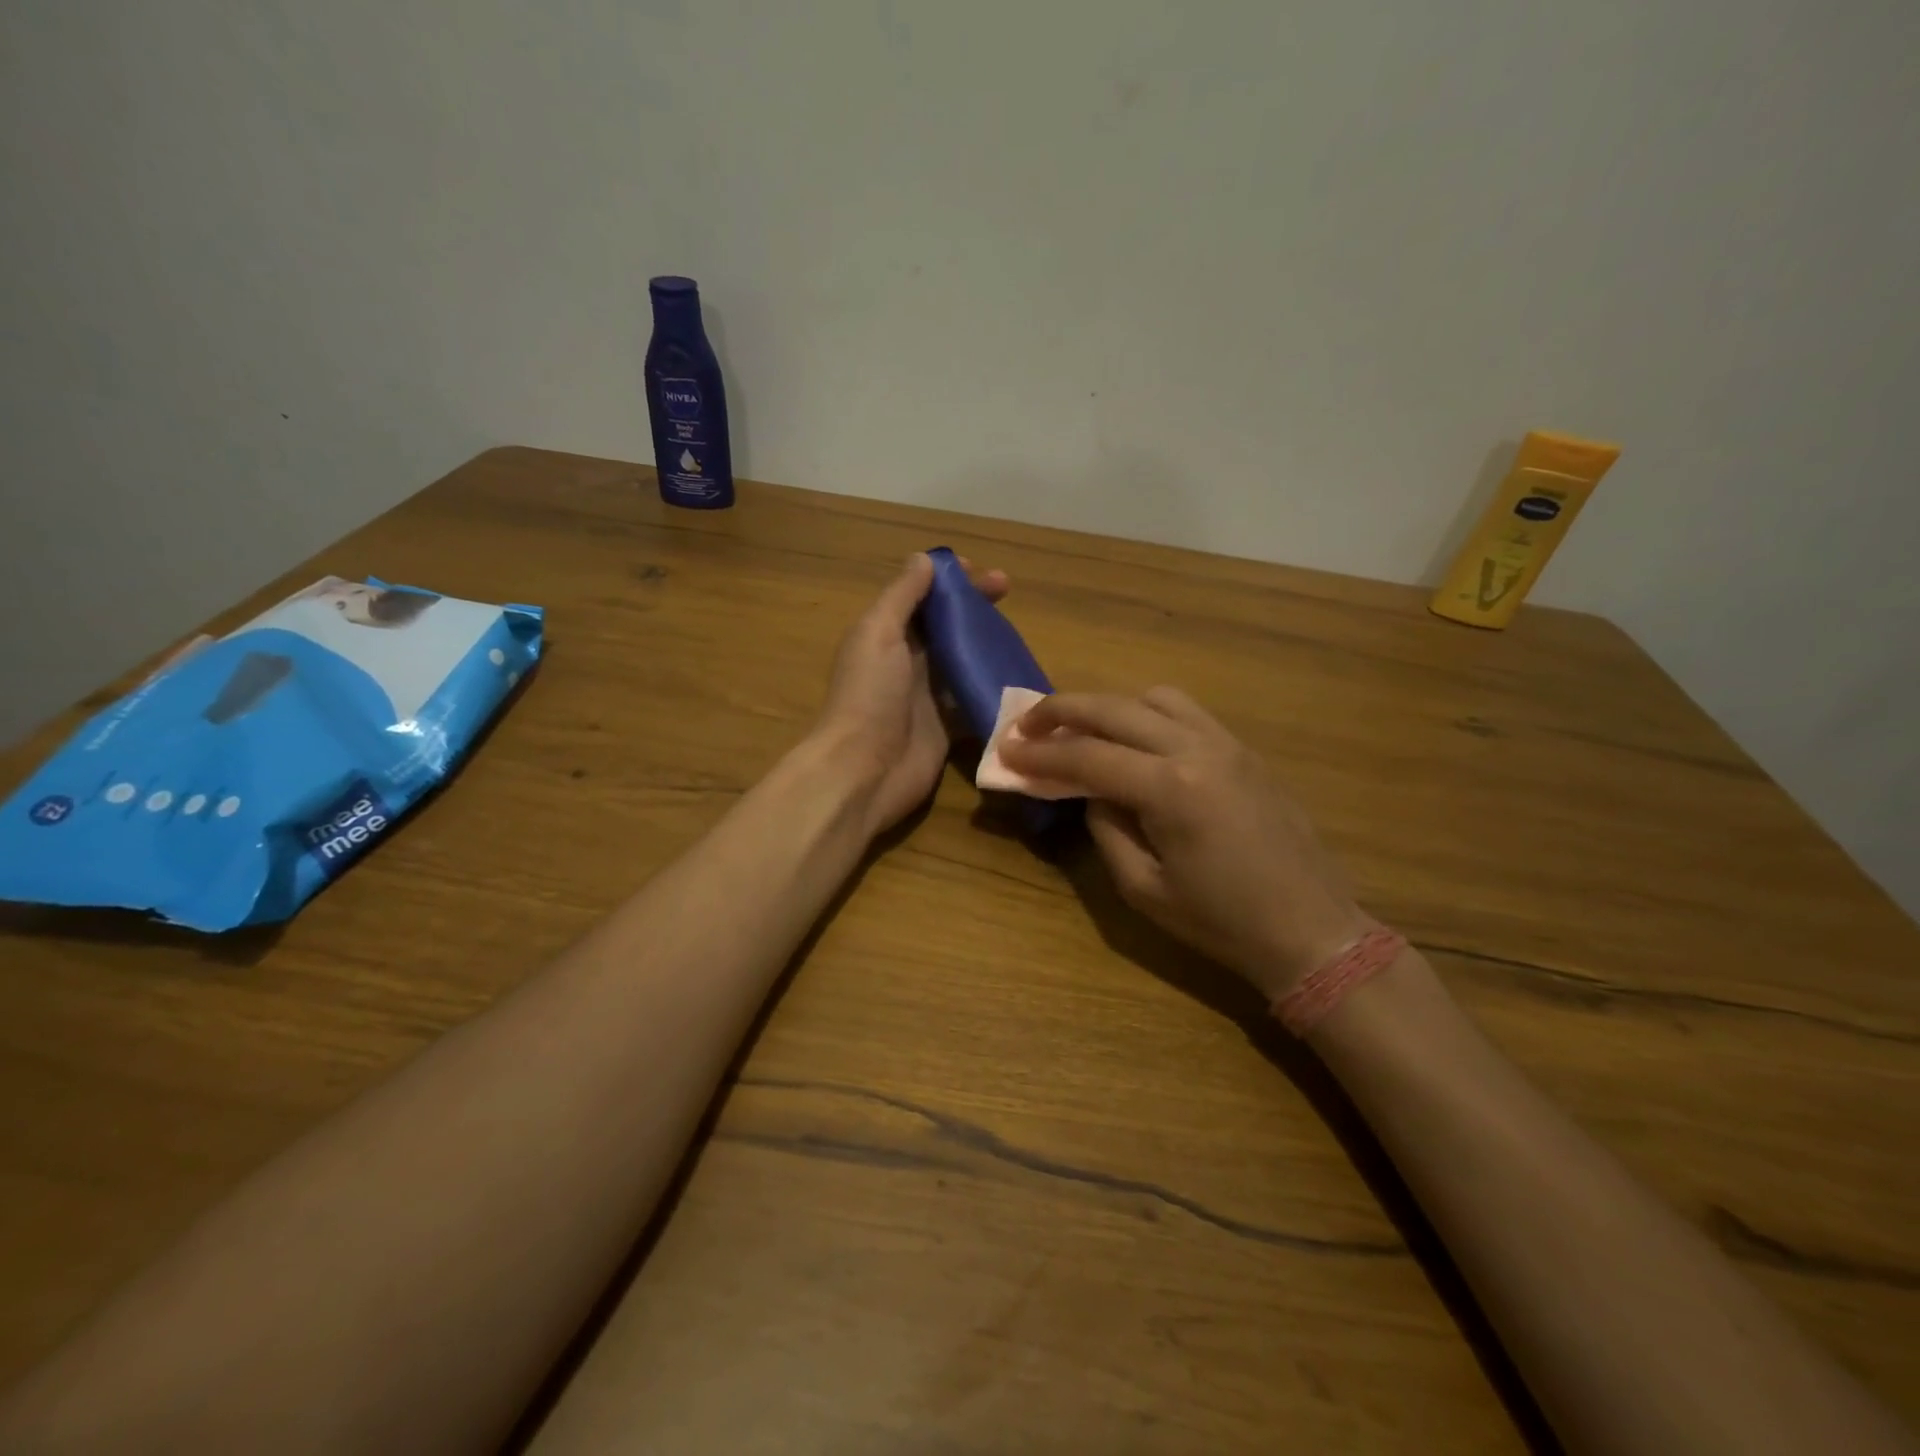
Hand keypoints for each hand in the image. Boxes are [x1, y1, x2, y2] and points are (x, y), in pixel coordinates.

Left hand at [810, 552, 1008, 837]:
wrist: (864, 770)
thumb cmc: (869, 694)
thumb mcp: (878, 632)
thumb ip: (901, 596)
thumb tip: (925, 558)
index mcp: (887, 634)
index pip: (922, 597)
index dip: (949, 581)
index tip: (981, 571)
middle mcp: (908, 661)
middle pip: (946, 624)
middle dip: (975, 606)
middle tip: (1008, 589)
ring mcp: (929, 695)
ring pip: (963, 659)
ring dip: (987, 643)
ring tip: (1019, 631)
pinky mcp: (947, 726)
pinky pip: (973, 699)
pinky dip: (992, 686)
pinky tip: (1019, 674)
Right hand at [1000, 688, 1366, 998]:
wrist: (1311, 930)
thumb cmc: (1222, 923)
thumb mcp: (1144, 888)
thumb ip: (1107, 830)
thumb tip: (1093, 793)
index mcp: (1172, 789)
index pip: (1088, 757)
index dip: (1040, 753)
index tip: (1006, 749)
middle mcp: (1199, 749)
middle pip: (1116, 708)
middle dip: (1063, 710)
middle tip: (1027, 724)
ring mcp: (1227, 744)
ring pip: (1154, 698)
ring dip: (1109, 706)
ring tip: (1084, 732)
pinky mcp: (1244, 751)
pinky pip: (1186, 713)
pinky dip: (1147, 714)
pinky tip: (1135, 743)